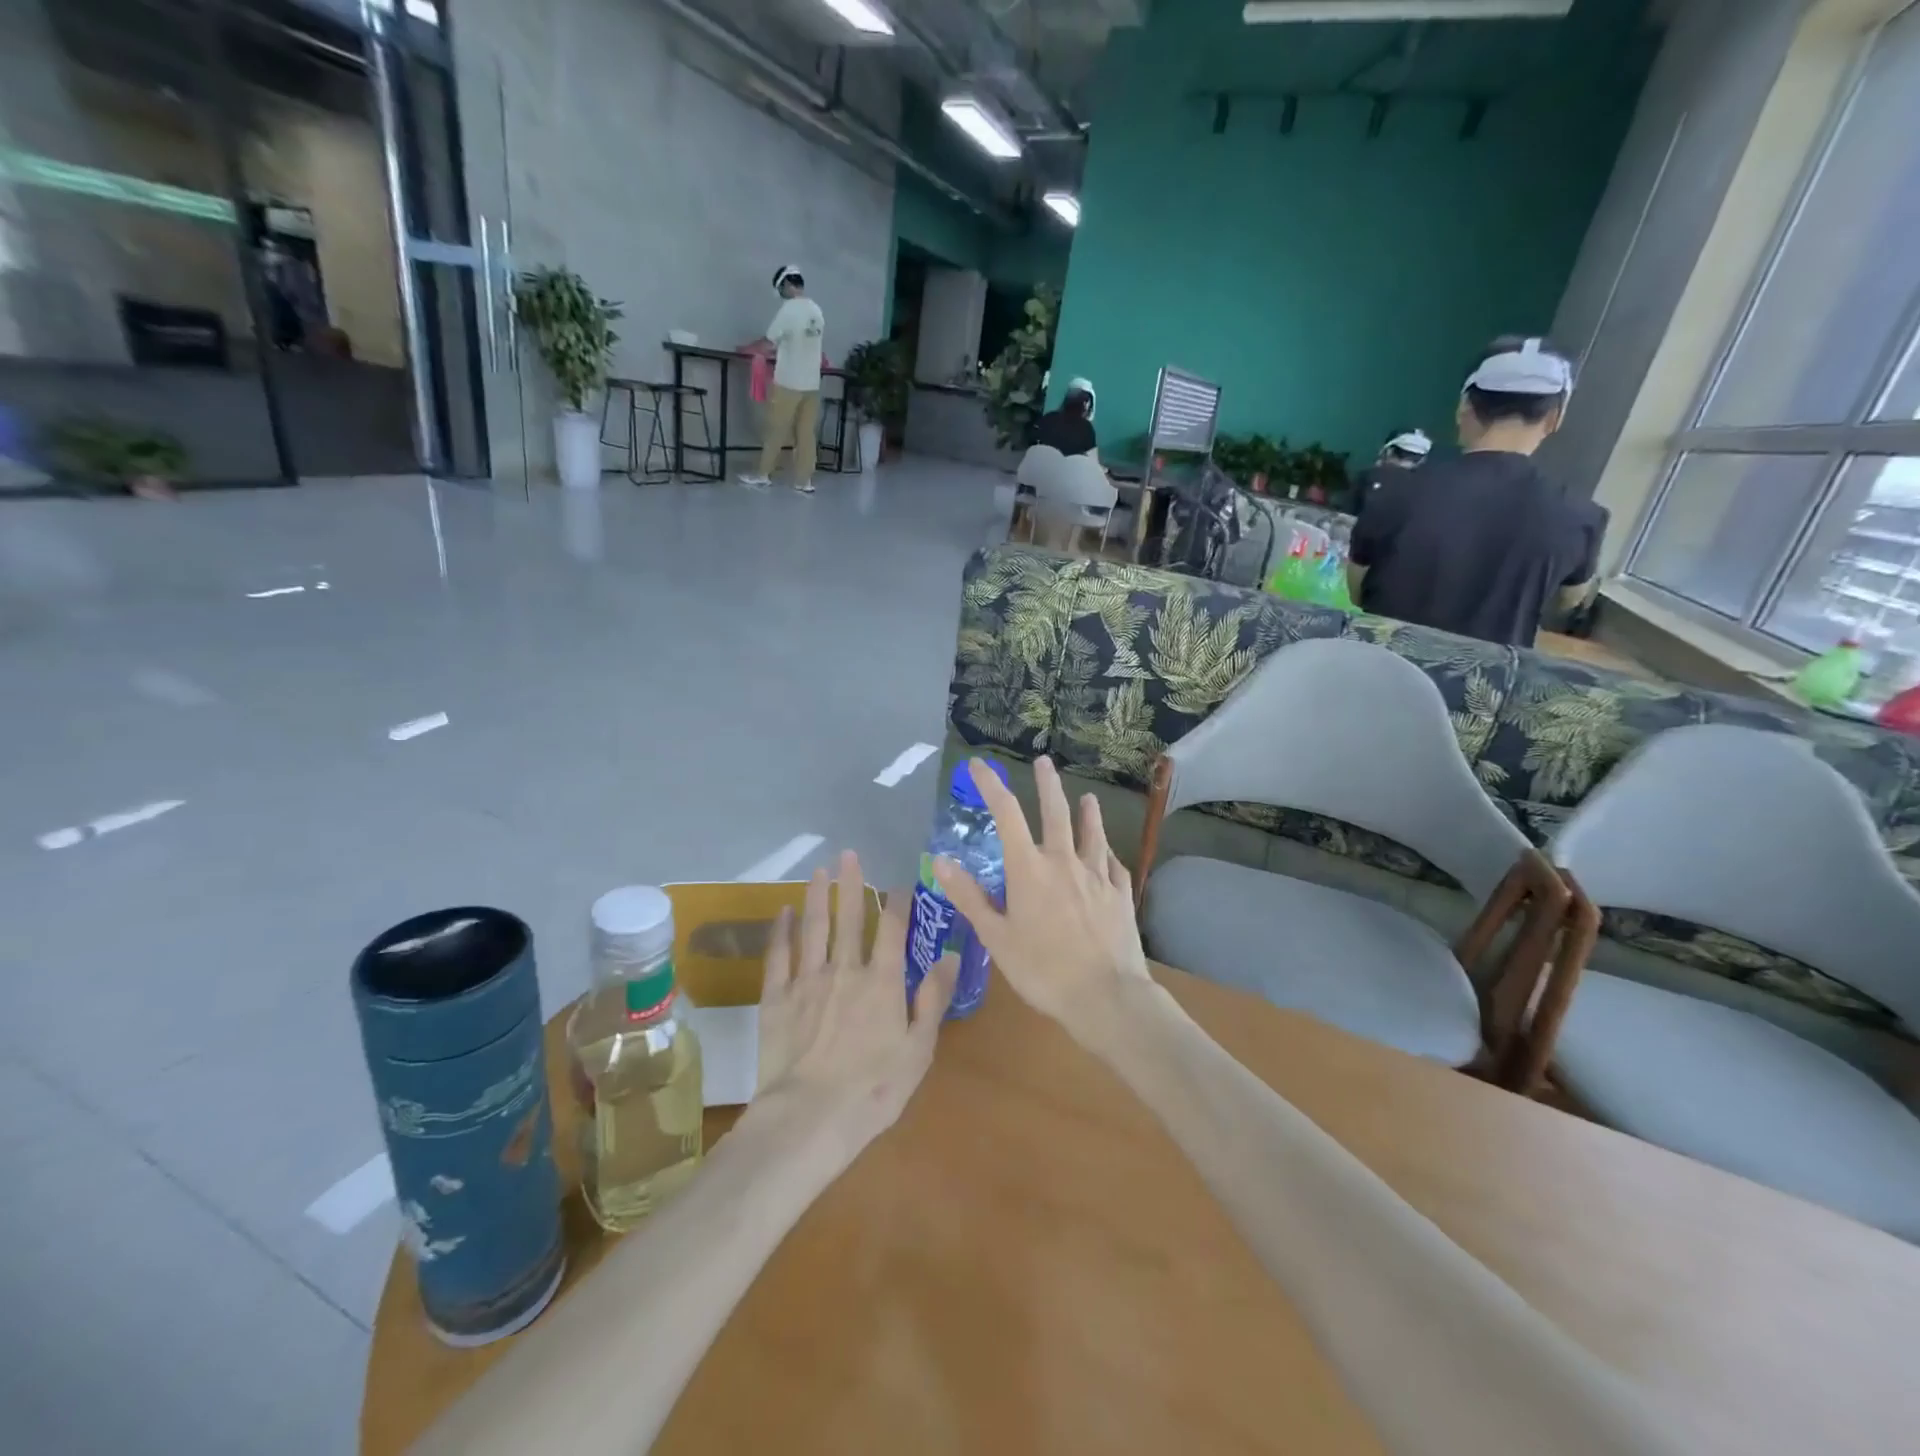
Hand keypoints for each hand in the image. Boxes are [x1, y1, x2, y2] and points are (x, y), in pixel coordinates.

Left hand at [752, 850, 956, 1144]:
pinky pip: (779, 955)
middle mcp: (846, 969)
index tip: (900, 881)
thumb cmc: (872, 1090)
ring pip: (813, 927)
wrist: (808, 1118)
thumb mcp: (918, 1050)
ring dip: (817, 896)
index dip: (898, 901)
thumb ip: (933, 999)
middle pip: (850, 917)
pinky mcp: (777, 997)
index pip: (894, 929)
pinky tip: (782, 913)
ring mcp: (808, 980)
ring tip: (818, 871)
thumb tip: (950, 954)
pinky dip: (781, 931)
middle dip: (851, 884)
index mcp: (883, 982)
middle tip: (848, 854)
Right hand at [933, 756, 1150, 1036]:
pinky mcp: (1120, 895)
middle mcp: (1064, 862)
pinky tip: (1108, 854)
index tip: (979, 765)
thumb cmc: (1042, 970)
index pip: (1007, 815)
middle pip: (1055, 813)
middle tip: (1044, 761)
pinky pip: (1113, 865)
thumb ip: (970, 897)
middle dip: (1048, 784)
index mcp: (1029, 869)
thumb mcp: (996, 937)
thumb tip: (940, 860)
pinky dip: (1107, 853)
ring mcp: (1097, 876)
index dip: (991, 786)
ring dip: (1087, 813)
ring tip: (1088, 797)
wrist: (1106, 995)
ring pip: (1091, 834)